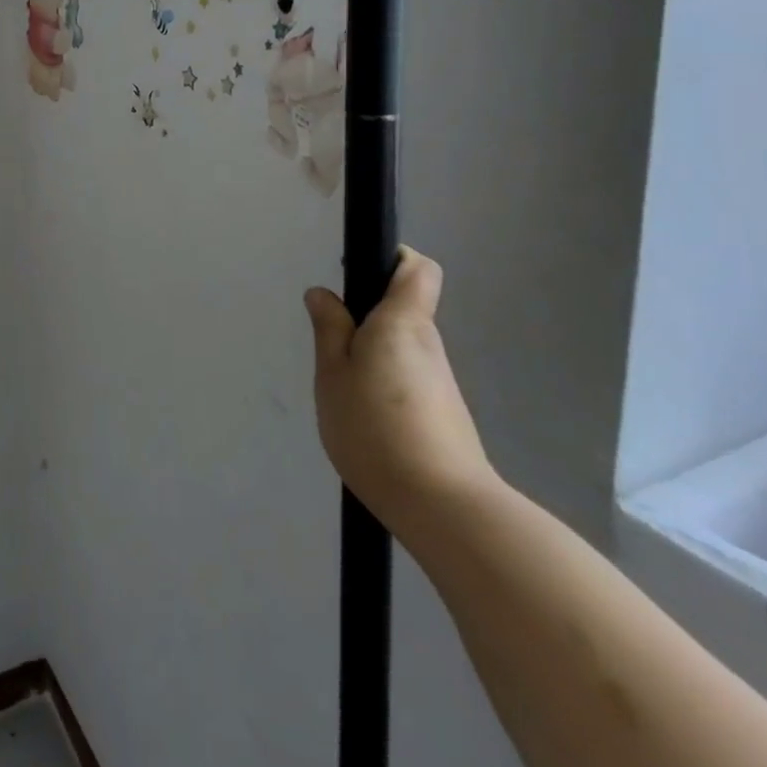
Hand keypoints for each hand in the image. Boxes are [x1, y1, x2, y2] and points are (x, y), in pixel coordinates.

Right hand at [307, 248, 500, 539]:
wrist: (443, 507)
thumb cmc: (376, 428)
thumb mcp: (332, 375)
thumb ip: (328, 330)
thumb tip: (323, 294)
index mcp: (402, 322)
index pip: (418, 268)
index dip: (393, 259)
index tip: (360, 273)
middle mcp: (429, 344)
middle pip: (405, 309)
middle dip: (367, 316)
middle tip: (332, 345)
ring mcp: (440, 380)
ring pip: (403, 347)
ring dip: (373, 354)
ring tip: (343, 390)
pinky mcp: (443, 412)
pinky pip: (407, 378)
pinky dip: (385, 384)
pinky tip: (365, 418)